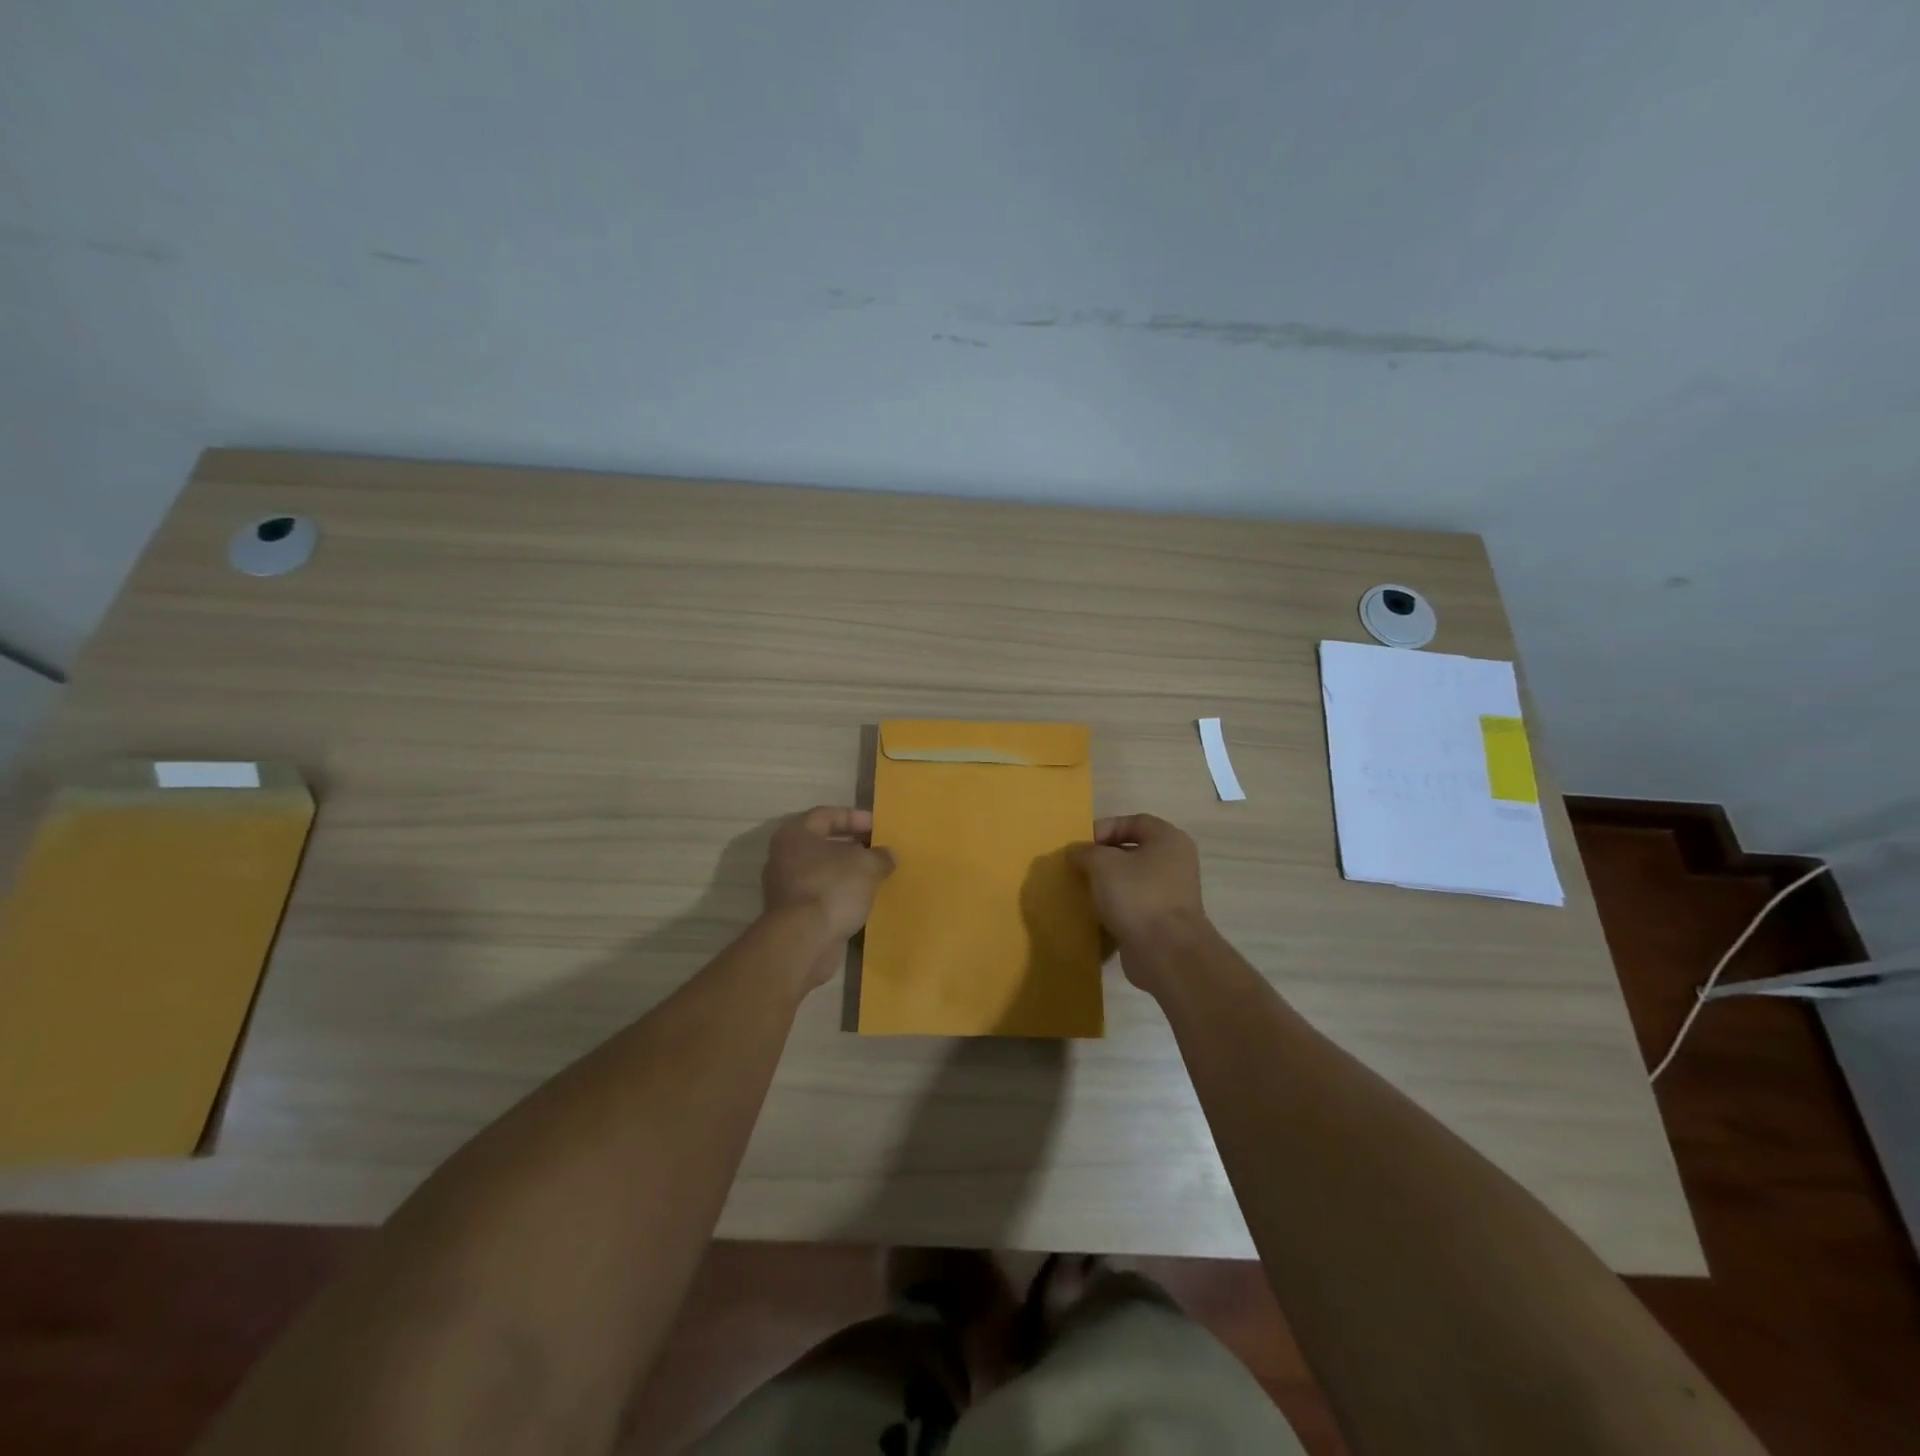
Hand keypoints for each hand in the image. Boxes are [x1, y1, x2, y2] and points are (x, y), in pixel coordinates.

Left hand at [762, 806, 895, 949]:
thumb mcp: (868, 866)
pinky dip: (839, 894)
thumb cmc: (833, 889)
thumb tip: (887, 856)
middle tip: (878, 850)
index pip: (826, 815)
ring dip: (846, 872)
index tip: (879, 827)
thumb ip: (880, 856)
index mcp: (795, 835)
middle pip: (822, 844)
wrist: (804, 942)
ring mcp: (785, 888)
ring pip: (821, 871)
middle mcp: (784, 857)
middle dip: (852, 846)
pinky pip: (820, 894)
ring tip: (874, 876)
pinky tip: (861, 900)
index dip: (855, 817)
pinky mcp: (791, 914)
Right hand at [1069, 815, 1209, 989]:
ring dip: (1106, 884)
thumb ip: (1085, 852)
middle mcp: (1175, 863)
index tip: (1081, 844)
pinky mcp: (1162, 921)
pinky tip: (1093, 914)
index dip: (1105, 828)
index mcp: (1168, 840)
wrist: (1166, 953)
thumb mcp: (1102, 864)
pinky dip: (1114, 908)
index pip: (1133, 821)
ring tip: (1081, 890)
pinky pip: (1133, 906)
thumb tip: (1076, 852)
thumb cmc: (1137, 896)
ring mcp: (1171, 894)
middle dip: (1102, 858)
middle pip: (1132, 851)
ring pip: (1131, 880)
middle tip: (1077, 867)